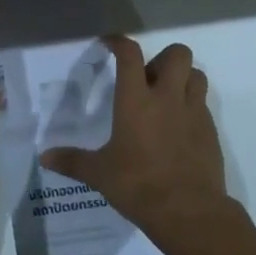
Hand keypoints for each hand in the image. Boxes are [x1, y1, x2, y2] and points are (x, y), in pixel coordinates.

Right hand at [42, 36, 230, 248]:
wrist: (189, 212)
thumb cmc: (138, 185)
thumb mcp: (99, 174)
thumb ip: (72, 161)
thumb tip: (44, 158)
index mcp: (136, 100)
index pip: (130, 55)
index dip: (119, 42)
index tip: (110, 43)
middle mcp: (167, 98)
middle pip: (177, 54)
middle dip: (163, 58)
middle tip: (147, 78)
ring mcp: (194, 113)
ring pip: (197, 75)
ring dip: (183, 78)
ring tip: (166, 97)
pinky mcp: (211, 132)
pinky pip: (203, 105)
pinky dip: (192, 107)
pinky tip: (178, 128)